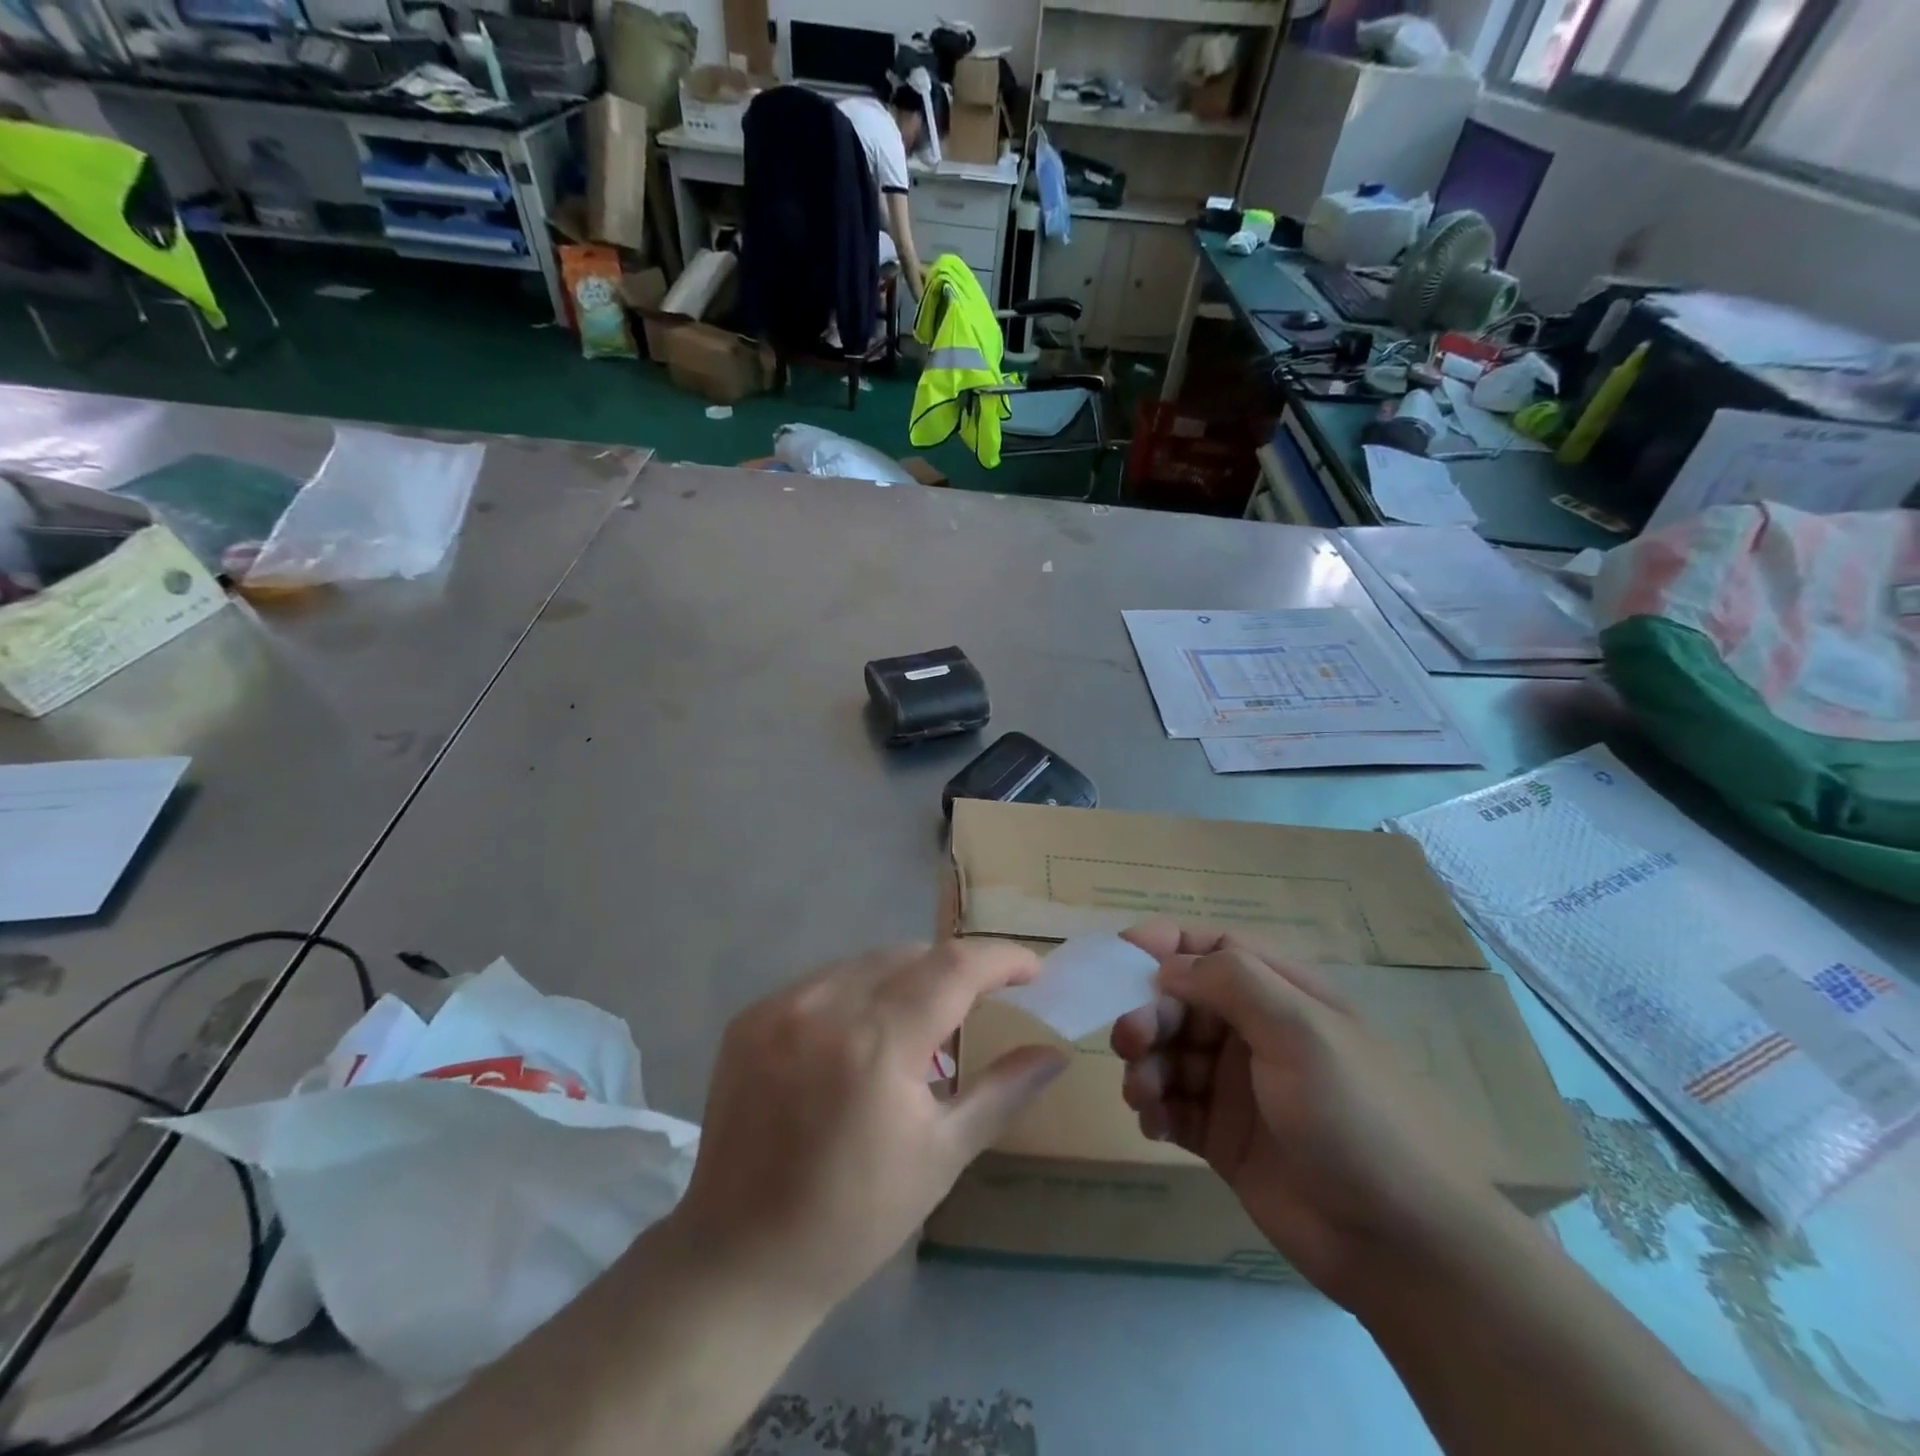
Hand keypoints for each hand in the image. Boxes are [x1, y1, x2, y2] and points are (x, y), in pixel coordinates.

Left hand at [672, 942, 1067, 1316]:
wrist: (740, 1258)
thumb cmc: (856, 1217)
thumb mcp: (941, 1154)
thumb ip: (1003, 1091)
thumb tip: (1056, 1054)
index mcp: (878, 1043)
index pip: (955, 967)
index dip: (1001, 959)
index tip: (1032, 970)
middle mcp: (826, 1006)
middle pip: (911, 955)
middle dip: (954, 971)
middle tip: (977, 1007)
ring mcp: (780, 1006)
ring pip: (866, 962)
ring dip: (905, 979)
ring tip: (917, 1029)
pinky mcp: (750, 1016)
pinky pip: (823, 980)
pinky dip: (857, 993)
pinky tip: (859, 1038)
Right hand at [1111, 923, 1504, 1305]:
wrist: (1406, 1249)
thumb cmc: (1356, 1118)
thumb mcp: (1300, 1030)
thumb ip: (1231, 982)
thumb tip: (1166, 964)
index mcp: (1281, 994)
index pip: (1212, 948)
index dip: (1164, 945)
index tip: (1118, 958)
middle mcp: (1254, 1031)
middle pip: (1179, 1000)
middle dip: (1147, 1012)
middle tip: (1129, 1040)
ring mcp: (1238, 1086)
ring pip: (1168, 1053)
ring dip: (1144, 1063)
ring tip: (1143, 1094)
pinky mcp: (1223, 1137)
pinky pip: (1171, 1105)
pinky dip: (1153, 1106)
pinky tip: (1153, 1123)